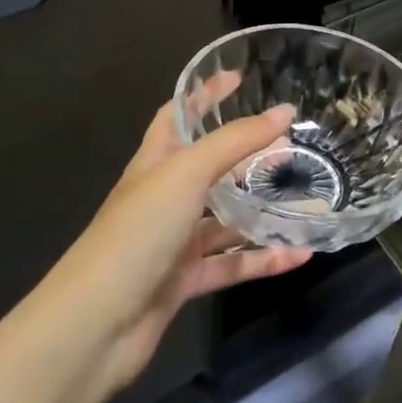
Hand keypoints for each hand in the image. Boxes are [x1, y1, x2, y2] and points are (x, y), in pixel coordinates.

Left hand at [57, 88, 311, 395]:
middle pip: (209, 166)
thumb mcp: (187, 173)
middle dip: (246, 153)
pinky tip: (300, 255)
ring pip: (225, 218)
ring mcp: (173, 240)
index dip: (204, 93)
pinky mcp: (184, 280)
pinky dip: (263, 259)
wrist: (95, 325)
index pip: (178, 114)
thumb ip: (237, 141)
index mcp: (155, 162)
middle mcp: (164, 197)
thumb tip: (285, 112)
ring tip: (306, 197)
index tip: (239, 77)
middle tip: (290, 142)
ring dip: (261, 209)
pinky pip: (232, 264)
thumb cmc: (138, 232)